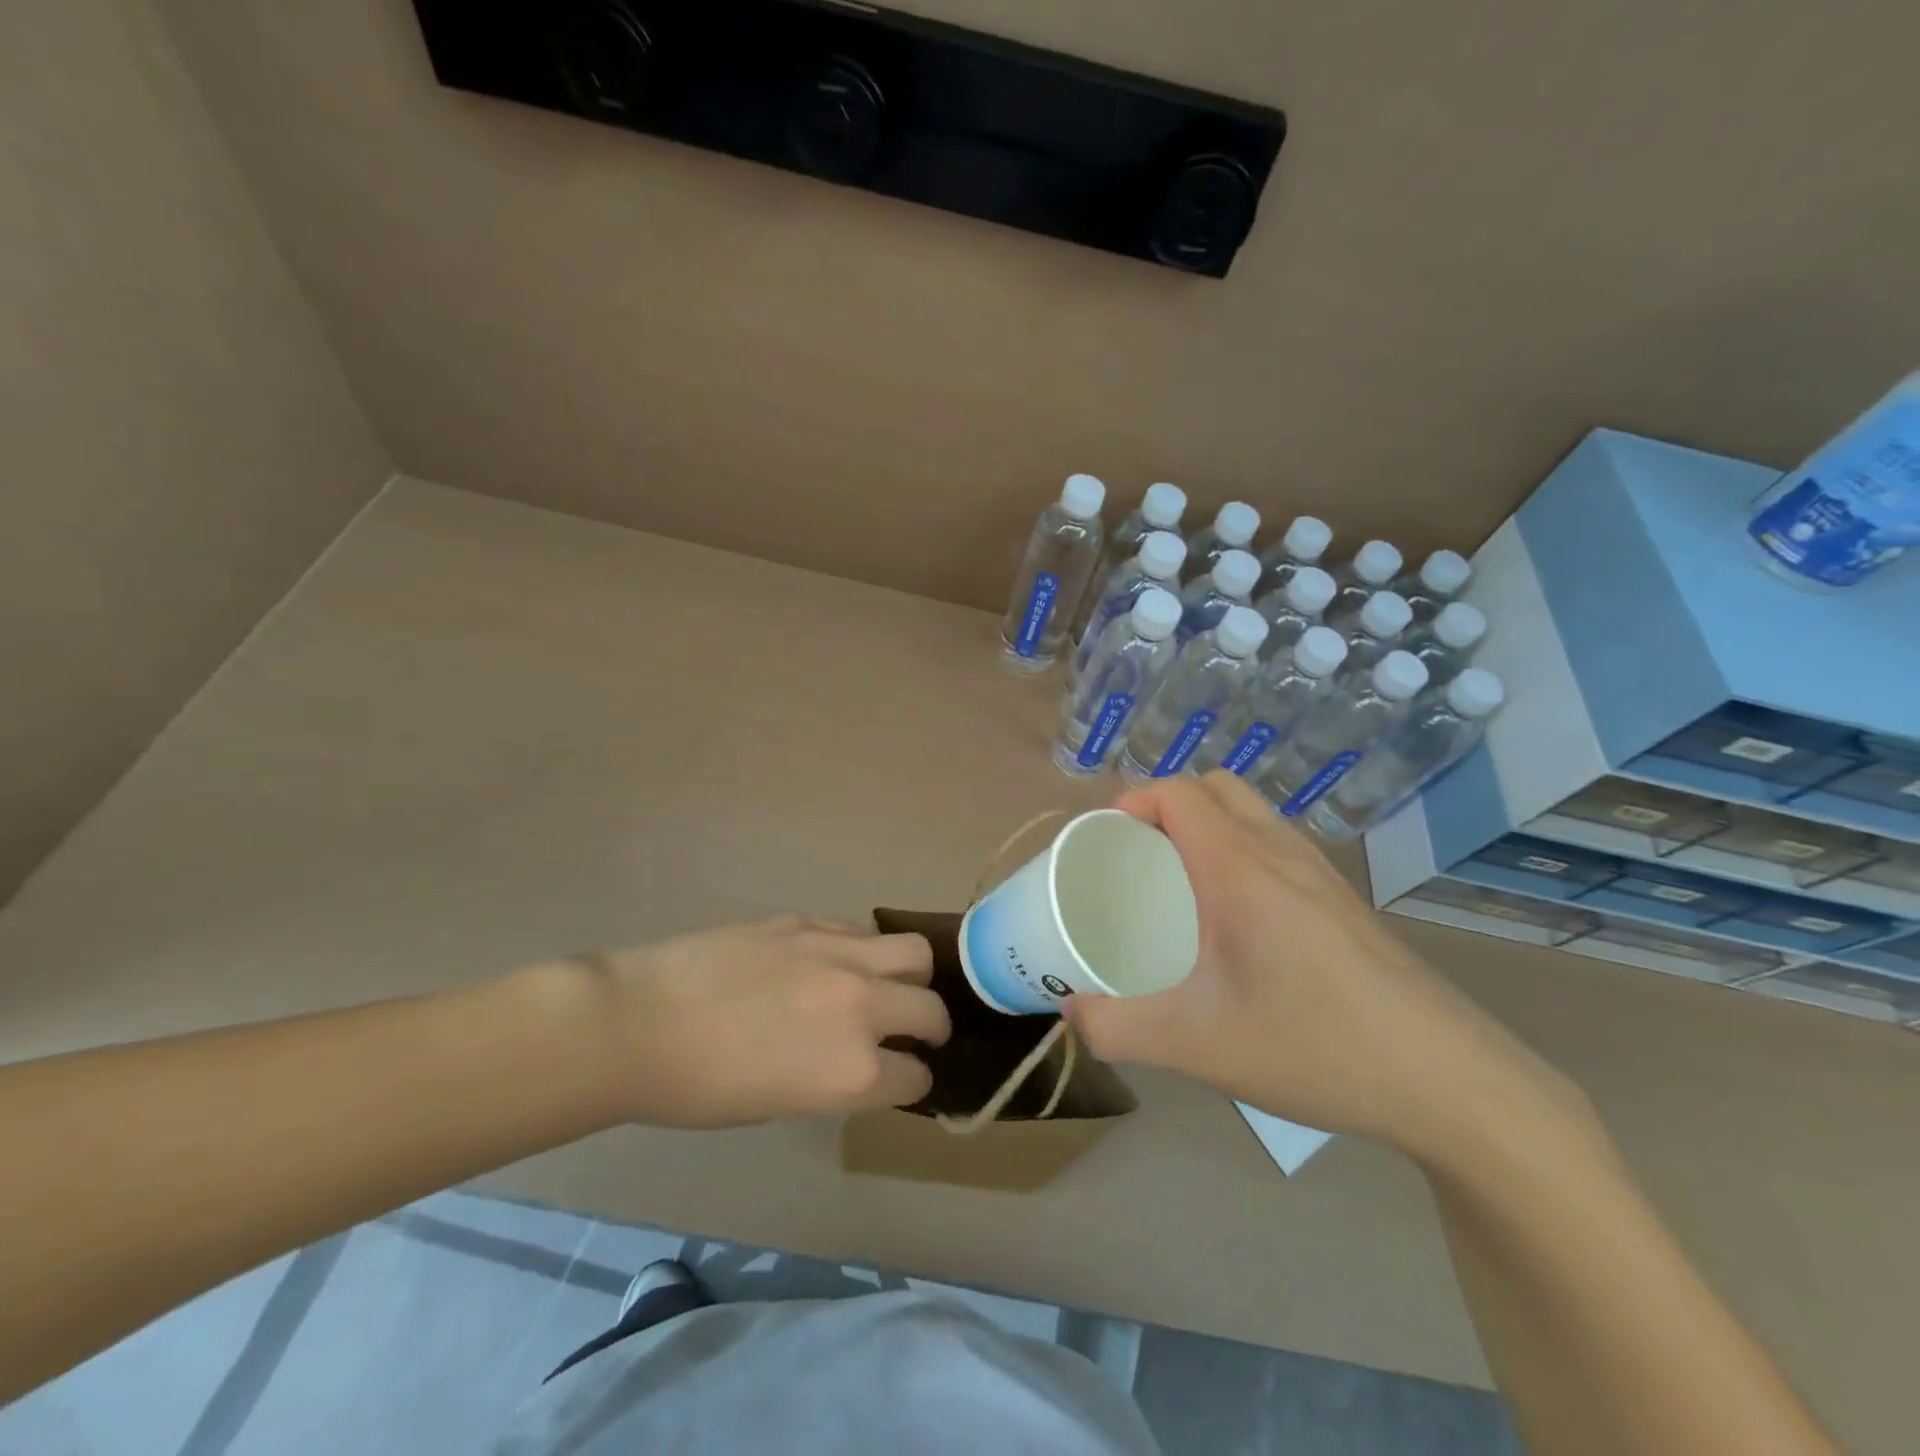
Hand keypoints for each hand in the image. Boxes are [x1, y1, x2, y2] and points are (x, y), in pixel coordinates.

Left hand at [565, 915, 948, 1128]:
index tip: (905, 1076)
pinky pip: (861, 931)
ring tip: (892, 983)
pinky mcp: (810, 921)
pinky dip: (866, 951)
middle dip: (932, 1026)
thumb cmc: (699, 1088)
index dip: (912, 1080)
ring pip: (914, 952)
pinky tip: (840, 961)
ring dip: (913, 976)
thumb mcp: (782, 1103)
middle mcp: (861, 1007)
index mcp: (851, 1071)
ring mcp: (838, 954)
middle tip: (916, 1030)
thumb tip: (864, 1061)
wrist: (638, 1023)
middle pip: (931, 1008)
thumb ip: (837, 1078)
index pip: (915, 1076)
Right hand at [1062, 773, 1550, 1151]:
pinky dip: (1238, 848)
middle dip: (1163, 805)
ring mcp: (1320, 873)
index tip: (1101, 841)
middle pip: (1213, 788)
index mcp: (1240, 867)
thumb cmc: (1317, 1047)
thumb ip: (1118, 1028)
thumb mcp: (1198, 1046)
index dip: (1130, 800)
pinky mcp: (1343, 900)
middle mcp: (1281, 852)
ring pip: (1250, 812)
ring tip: (1175, 881)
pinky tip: (1232, 916)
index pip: (1178, 792)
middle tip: (1133, 856)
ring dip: (1204, 824)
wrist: (1453, 1083)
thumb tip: (1069, 1013)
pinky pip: (1275, 843)